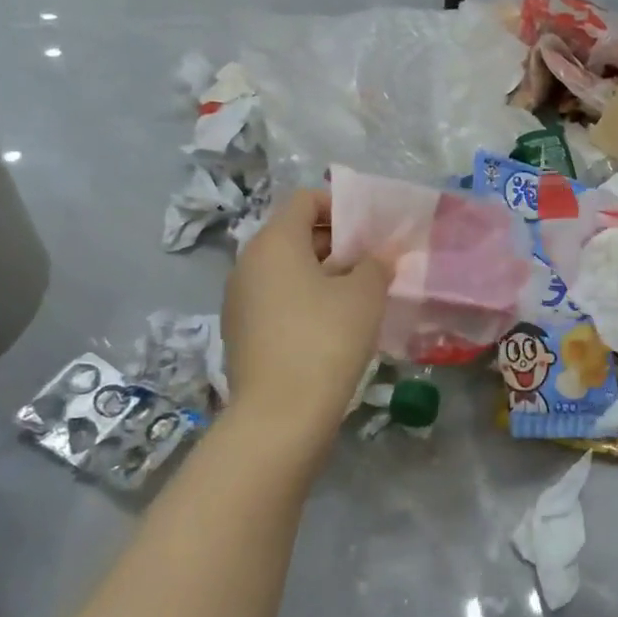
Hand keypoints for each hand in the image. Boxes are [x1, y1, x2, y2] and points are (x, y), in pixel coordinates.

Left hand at [222, 189, 390, 440]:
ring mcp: (239, 301)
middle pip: (294, 235)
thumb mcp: (365, 295)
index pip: (304, 200)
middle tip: (372, 263)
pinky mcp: (241, 334)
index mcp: (273, 243)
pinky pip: (277, 301)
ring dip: (322, 274)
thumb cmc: (326, 339)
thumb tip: (377, 259)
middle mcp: (248, 264)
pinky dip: (305, 301)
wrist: (280, 416)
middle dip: (336, 242)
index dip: (339, 206)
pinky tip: (334, 326)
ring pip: (286, 271)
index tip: (369, 231)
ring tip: (359, 296)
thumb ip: (376, 265)